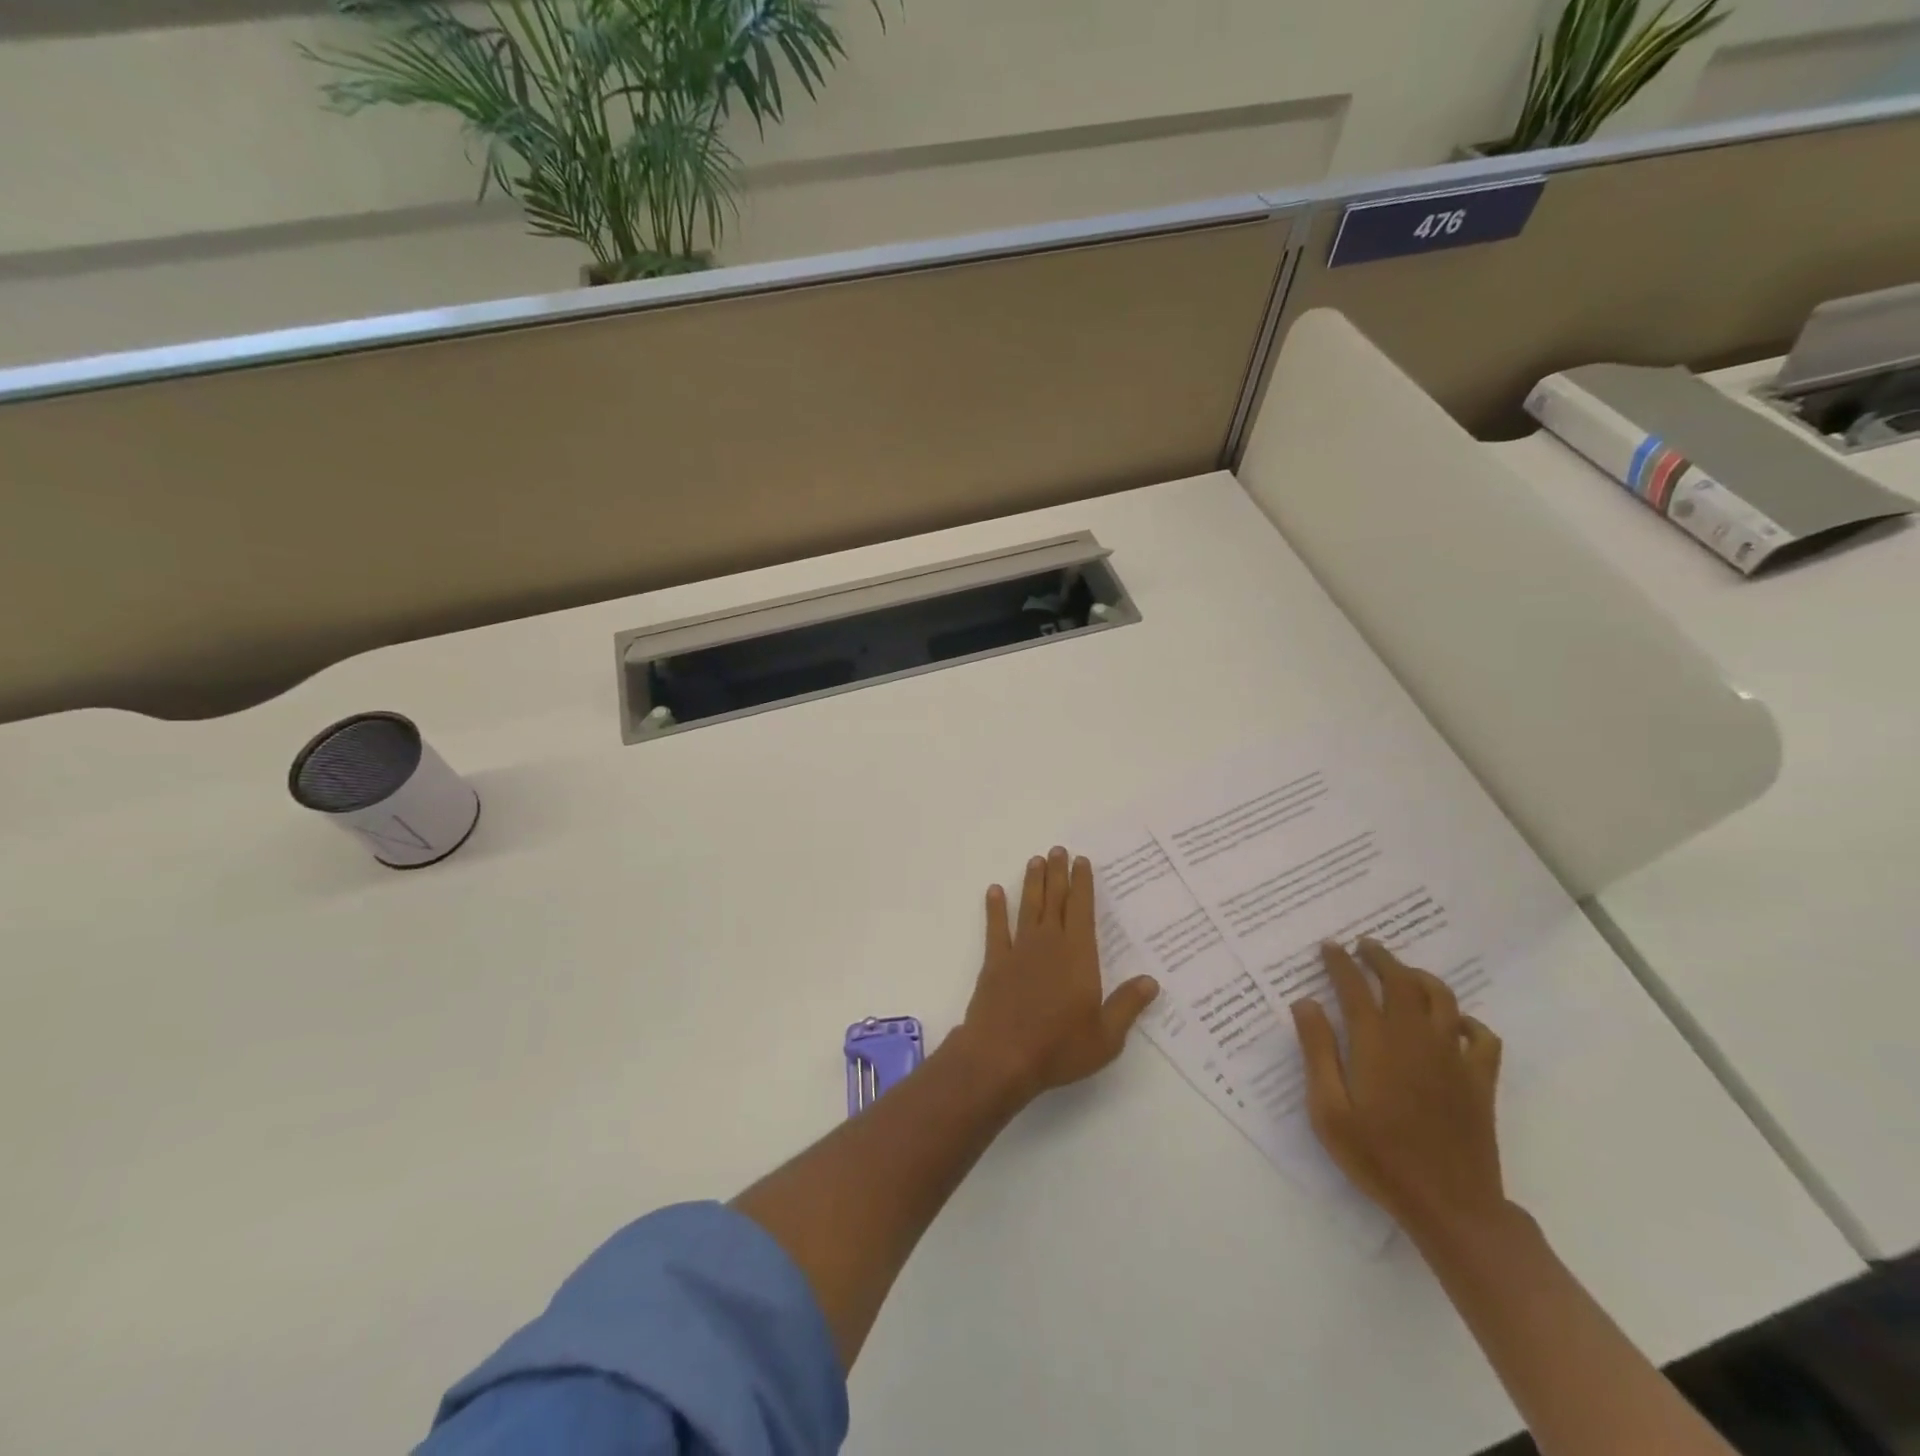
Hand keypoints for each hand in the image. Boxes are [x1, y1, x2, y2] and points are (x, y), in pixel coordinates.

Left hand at [954, 847, 1160, 1103]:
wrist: (1003, 1055)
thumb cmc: (1059, 1047)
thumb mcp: (1106, 1036)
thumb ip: (1127, 1005)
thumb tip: (1151, 981)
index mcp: (1079, 955)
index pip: (1082, 910)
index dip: (1082, 884)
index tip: (1082, 861)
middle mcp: (1049, 943)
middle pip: (1055, 900)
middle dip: (1058, 873)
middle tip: (1058, 849)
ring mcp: (1019, 950)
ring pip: (1028, 907)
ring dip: (1032, 883)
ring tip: (1034, 861)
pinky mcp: (995, 962)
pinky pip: (996, 928)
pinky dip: (995, 908)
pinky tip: (994, 892)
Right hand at [1290, 938, 1506, 1240]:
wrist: (1450, 1207)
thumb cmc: (1378, 1158)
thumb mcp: (1329, 1110)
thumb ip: (1317, 1052)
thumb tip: (1306, 1003)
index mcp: (1376, 1044)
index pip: (1355, 988)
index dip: (1340, 963)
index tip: (1329, 946)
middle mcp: (1415, 1039)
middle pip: (1402, 981)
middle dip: (1381, 958)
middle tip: (1364, 946)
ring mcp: (1453, 1058)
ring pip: (1442, 999)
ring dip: (1420, 977)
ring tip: (1403, 973)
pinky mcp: (1480, 1080)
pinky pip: (1481, 1036)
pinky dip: (1466, 1020)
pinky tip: (1453, 1023)